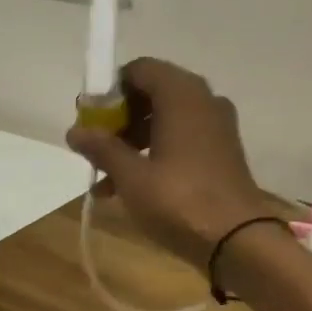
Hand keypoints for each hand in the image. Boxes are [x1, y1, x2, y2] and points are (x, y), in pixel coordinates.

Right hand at [66, 58, 274, 269]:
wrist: (237, 240)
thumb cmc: (178, 200)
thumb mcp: (131, 175)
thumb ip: (102, 148)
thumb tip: (75, 131)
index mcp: (181, 94)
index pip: (138, 70)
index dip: (109, 92)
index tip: (89, 121)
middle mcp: (202, 101)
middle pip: (151, 95)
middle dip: (118, 121)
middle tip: (95, 149)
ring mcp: (215, 127)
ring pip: (164, 121)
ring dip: (131, 143)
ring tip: (105, 179)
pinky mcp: (220, 152)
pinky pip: (180, 140)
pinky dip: (154, 155)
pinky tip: (128, 189)